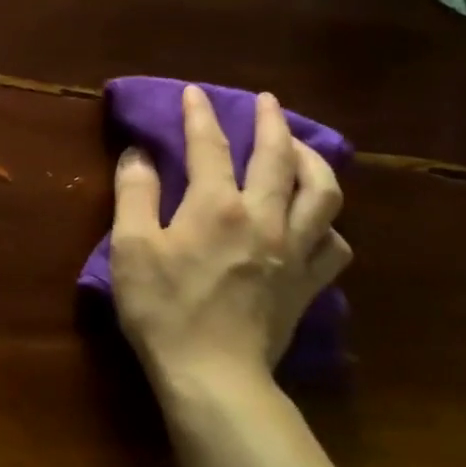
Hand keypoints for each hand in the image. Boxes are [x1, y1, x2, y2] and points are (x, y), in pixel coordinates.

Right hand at [110, 85, 350, 394]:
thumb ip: (136, 194)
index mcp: (217, 206)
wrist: (213, 374)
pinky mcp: (308, 284)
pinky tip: (316, 222)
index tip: (194, 93)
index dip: (200, 115)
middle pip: (279, 158)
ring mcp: (295, 252)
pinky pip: (334, 244)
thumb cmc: (162, 307)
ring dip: (314, 162)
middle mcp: (265, 218)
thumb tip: (138, 154)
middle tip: (267, 102)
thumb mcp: (131, 246)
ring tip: (302, 149)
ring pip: (324, 193)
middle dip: (271, 123)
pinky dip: (327, 223)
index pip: (210, 146)